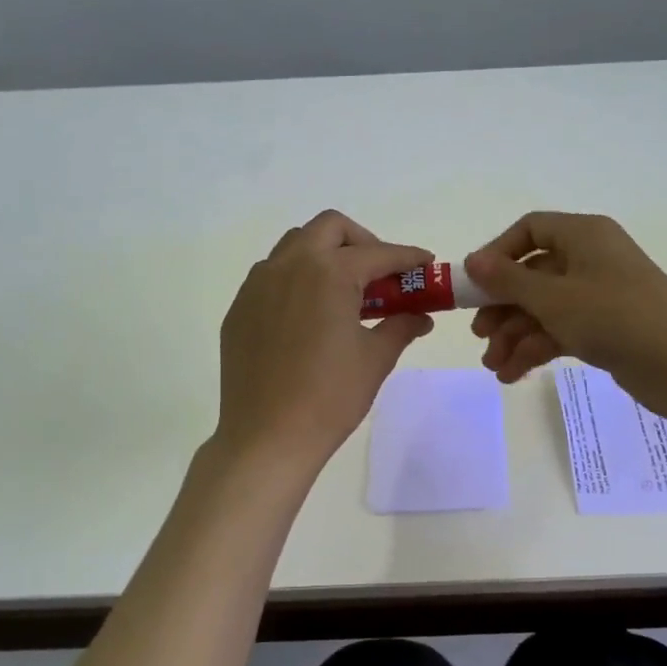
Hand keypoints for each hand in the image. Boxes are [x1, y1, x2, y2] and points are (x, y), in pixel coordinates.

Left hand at [215, 210, 434, 474]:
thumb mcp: (375, 359)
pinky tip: (310, 315)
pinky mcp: (240, 308)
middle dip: (362, 242)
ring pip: (296, 245)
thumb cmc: (329, 397)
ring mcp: (258, 285)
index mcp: (329, 273)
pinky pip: (272, 275)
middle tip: (380, 275)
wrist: (266, 437)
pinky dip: (298, 279)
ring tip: (344, 292)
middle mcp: (289, 265)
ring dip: (326, 254)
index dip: (408, 257)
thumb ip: (401, 326)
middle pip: (331, 228)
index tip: (426, 264)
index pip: (378, 254)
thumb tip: (421, 316)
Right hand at [463, 212, 666, 410]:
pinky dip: (538, 348)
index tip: (474, 285)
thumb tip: (472, 261)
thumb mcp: (553, 298)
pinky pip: (562, 329)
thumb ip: (507, 280)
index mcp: (584, 235)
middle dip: (503, 308)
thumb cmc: (613, 317)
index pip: (530, 230)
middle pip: (533, 274)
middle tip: (480, 335)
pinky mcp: (607, 326)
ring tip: (495, 367)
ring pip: (545, 307)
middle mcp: (591, 258)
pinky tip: (514, 374)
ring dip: (516, 335)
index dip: (497, 254)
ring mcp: (600, 294)